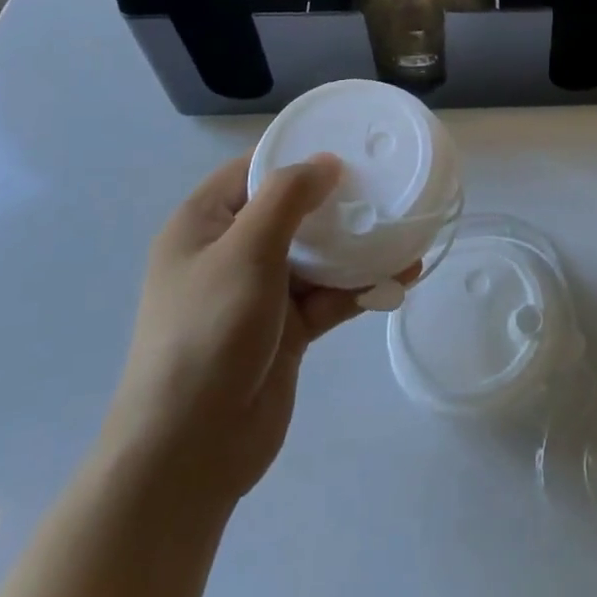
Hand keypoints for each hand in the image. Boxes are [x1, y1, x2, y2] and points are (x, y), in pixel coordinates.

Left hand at [103, 153, 371, 499]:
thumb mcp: (246, 250)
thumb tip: (326, 162)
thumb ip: (287, 197)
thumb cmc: (209, 332)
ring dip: (357, 248)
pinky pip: (328, 296)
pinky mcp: (285, 331)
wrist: (191, 451)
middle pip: (291, 212)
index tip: (348, 146)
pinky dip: (360, 287)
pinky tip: (400, 278)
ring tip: (406, 232)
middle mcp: (229, 253)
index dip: (297, 155)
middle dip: (337, 202)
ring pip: (315, 256)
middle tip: (386, 186)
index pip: (253, 171)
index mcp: (203, 225)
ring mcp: (259, 295)